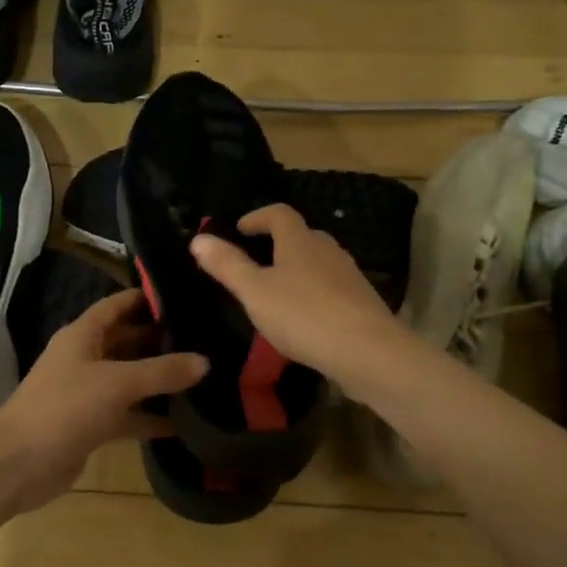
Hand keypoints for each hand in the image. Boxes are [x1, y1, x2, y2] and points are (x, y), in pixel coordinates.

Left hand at [0, 288, 208, 512]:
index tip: (185, 295)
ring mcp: (88, 393)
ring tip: (205, 376)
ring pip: (130, 380)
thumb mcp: (117, 384)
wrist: (18, 465)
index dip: (146, 298)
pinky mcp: (92, 425)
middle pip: (128, 341)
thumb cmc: (64, 408)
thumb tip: (205, 361)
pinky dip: (151, 417)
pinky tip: (185, 422)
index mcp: (82, 335)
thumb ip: (162, 371)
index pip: (118, 305)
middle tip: (206, 338)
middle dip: (162, 340)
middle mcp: (85, 358)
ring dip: (160, 380)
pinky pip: (128, 415)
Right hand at [191, 203, 402, 383]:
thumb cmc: (303, 315)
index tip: (239, 229)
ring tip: (276, 291)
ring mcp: (349, 275)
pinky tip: (304, 317)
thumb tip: (198, 239)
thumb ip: (227, 265)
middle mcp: (327, 250)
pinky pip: (331, 287)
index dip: (257, 216)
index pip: (279, 213)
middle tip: (254, 261)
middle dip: (277, 243)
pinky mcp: (362, 301)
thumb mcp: (255, 292)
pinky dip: (313, 292)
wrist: (368, 352)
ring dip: (296, 269)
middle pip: (301, 235)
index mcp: (300, 241)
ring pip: (318, 262)